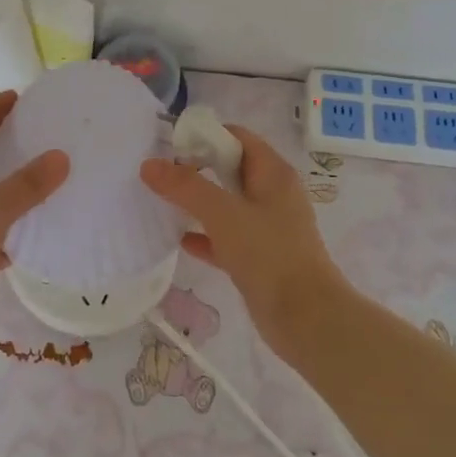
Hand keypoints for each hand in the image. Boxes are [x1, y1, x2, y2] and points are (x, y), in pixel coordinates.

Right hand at [141, 125, 344, 361]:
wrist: (306, 319)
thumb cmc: (269, 255)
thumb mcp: (223, 214)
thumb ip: (185, 187)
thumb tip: (149, 165)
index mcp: (273, 174)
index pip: (237, 138)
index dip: (205, 137)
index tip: (171, 148)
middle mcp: (273, 195)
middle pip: (230, 169)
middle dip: (197, 169)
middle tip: (161, 176)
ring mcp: (268, 228)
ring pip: (227, 205)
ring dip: (198, 203)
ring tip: (162, 203)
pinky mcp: (261, 258)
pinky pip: (227, 238)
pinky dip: (205, 236)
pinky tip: (180, 241)